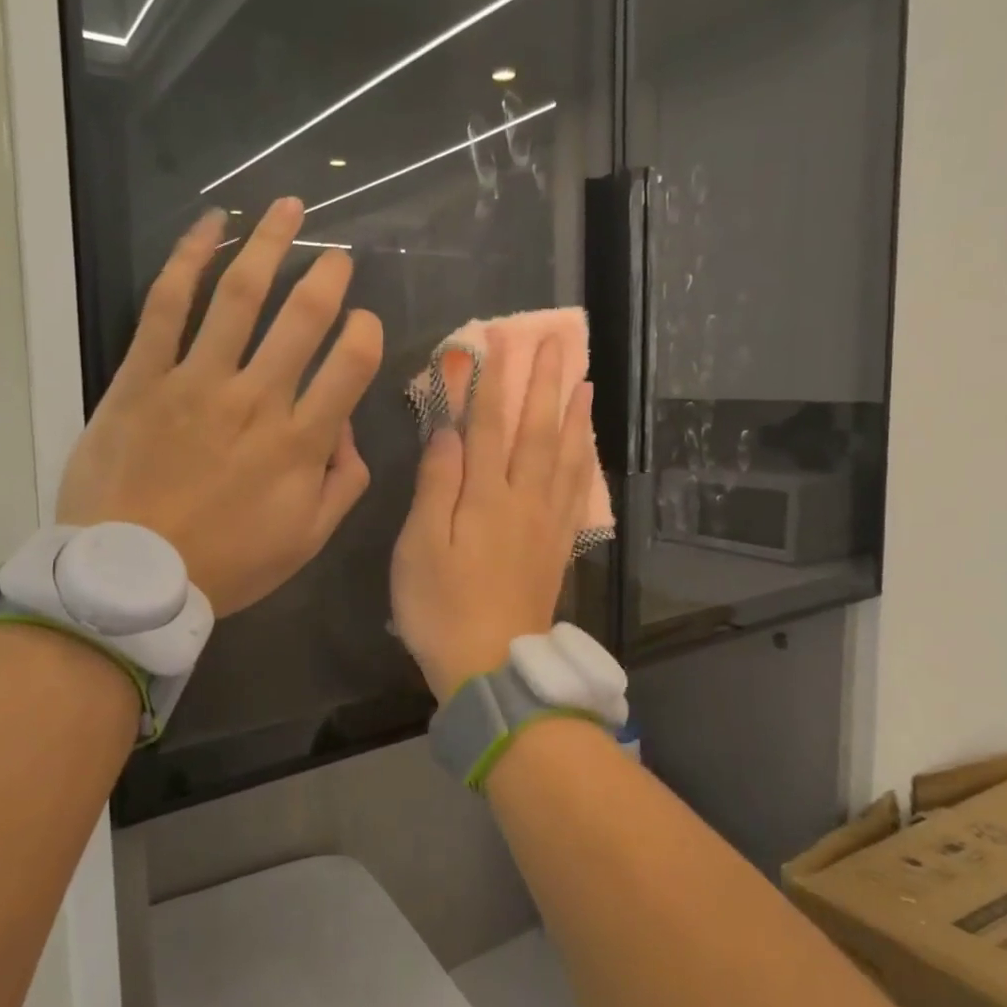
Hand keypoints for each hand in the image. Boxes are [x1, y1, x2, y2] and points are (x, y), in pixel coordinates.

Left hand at [56, 198, 383, 615]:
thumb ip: (342, 483)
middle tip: (339, 256)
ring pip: (239, 296)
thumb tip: (348, 430)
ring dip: (270, 244)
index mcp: (299, 442)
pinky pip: (167, 305)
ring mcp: (195, 381)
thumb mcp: (306, 540)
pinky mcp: (142, 376)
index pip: (351, 365)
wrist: (128, 578)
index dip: (367, 333)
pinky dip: (189, 257)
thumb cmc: (225, 564)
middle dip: (328, 277)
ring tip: (291, 208)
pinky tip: (211, 223)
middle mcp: (255, 400)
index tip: (366, 322)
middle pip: (302, 318)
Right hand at [391, 328, 596, 700]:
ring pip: (565, 456)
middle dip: (545, 383)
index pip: (489, 425)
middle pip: (536, 430)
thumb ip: (436, 485)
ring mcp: (546, 523)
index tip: (495, 340)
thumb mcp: (421, 546)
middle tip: (557, 342)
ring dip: (574, 414)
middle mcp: (524, 500)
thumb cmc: (441, 607)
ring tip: (584, 381)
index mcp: (486, 496)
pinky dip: (583, 460)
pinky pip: (577, 490)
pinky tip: (586, 447)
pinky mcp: (557, 545)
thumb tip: (447, 431)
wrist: (492, 666)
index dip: (491, 380)